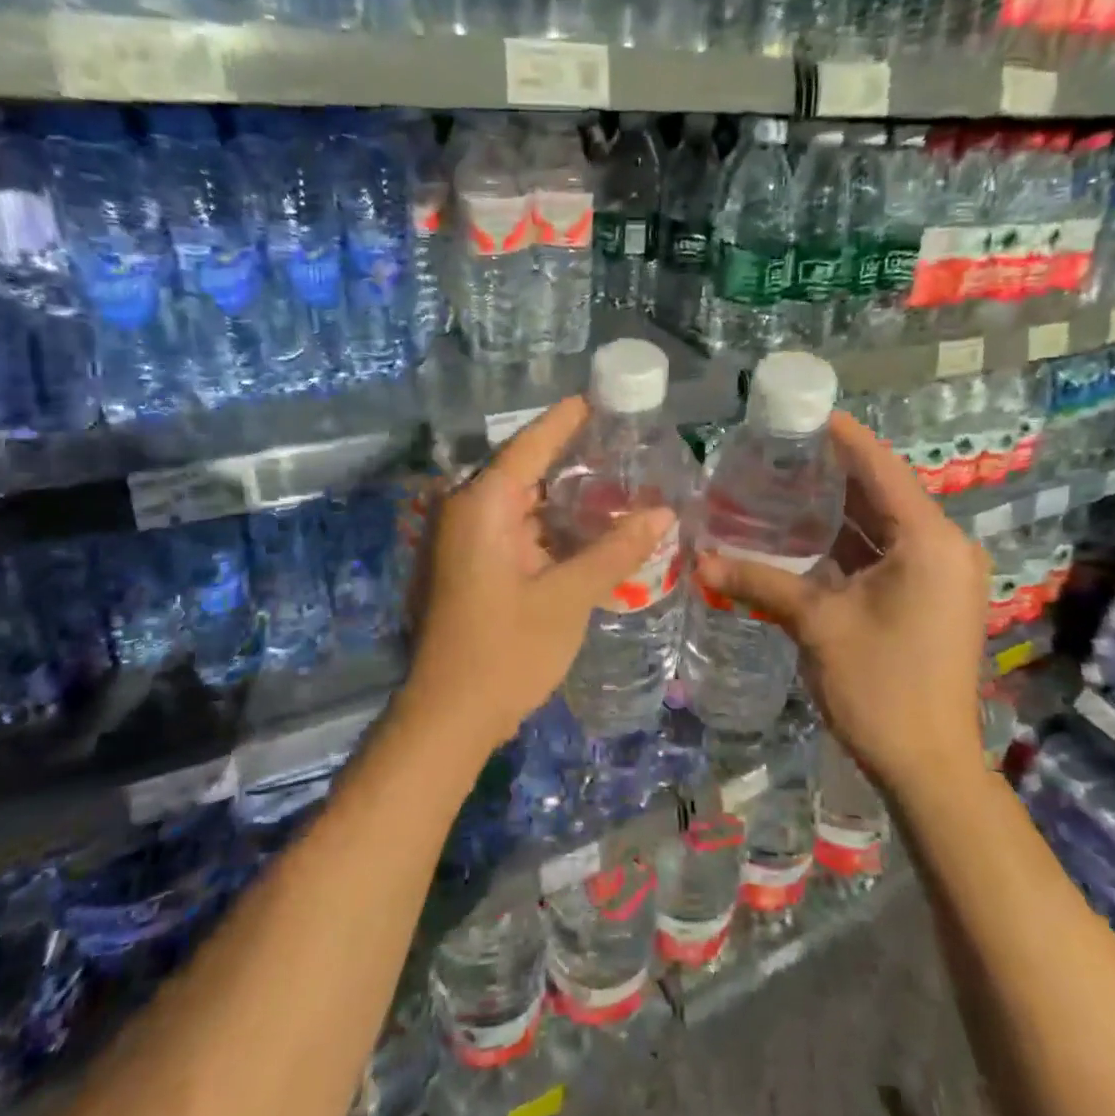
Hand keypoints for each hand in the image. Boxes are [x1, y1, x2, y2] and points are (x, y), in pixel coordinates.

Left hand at [403, 397, 674, 755]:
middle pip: (526, 470)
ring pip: (523, 504)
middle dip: (573, 458)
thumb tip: (664, 513)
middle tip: (625, 444)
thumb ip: (616, 550)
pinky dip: (551, 527)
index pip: (530, 444)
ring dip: (565, 497)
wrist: (450, 717)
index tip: (599, 398)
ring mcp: (466, 541)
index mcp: (482, 505)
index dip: (565, 420)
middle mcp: (468, 512)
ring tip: (619, 481)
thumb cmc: (507, 650)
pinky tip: (590, 528)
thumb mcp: (568, 597)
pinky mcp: (473, 567)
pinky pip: (517, 530)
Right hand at [695, 411, 990, 793]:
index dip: (844, 437)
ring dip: (839, 508)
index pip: (882, 469)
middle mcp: (944, 547)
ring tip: (785, 480)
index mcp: (929, 541)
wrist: (929, 766)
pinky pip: (887, 553)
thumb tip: (699, 559)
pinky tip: (807, 533)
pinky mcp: (930, 597)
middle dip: (834, 471)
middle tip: (781, 447)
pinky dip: (850, 542)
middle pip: (883, 493)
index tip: (805, 410)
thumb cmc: (880, 685)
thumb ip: (759, 582)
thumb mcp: (816, 624)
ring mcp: (940, 575)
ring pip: (884, 525)